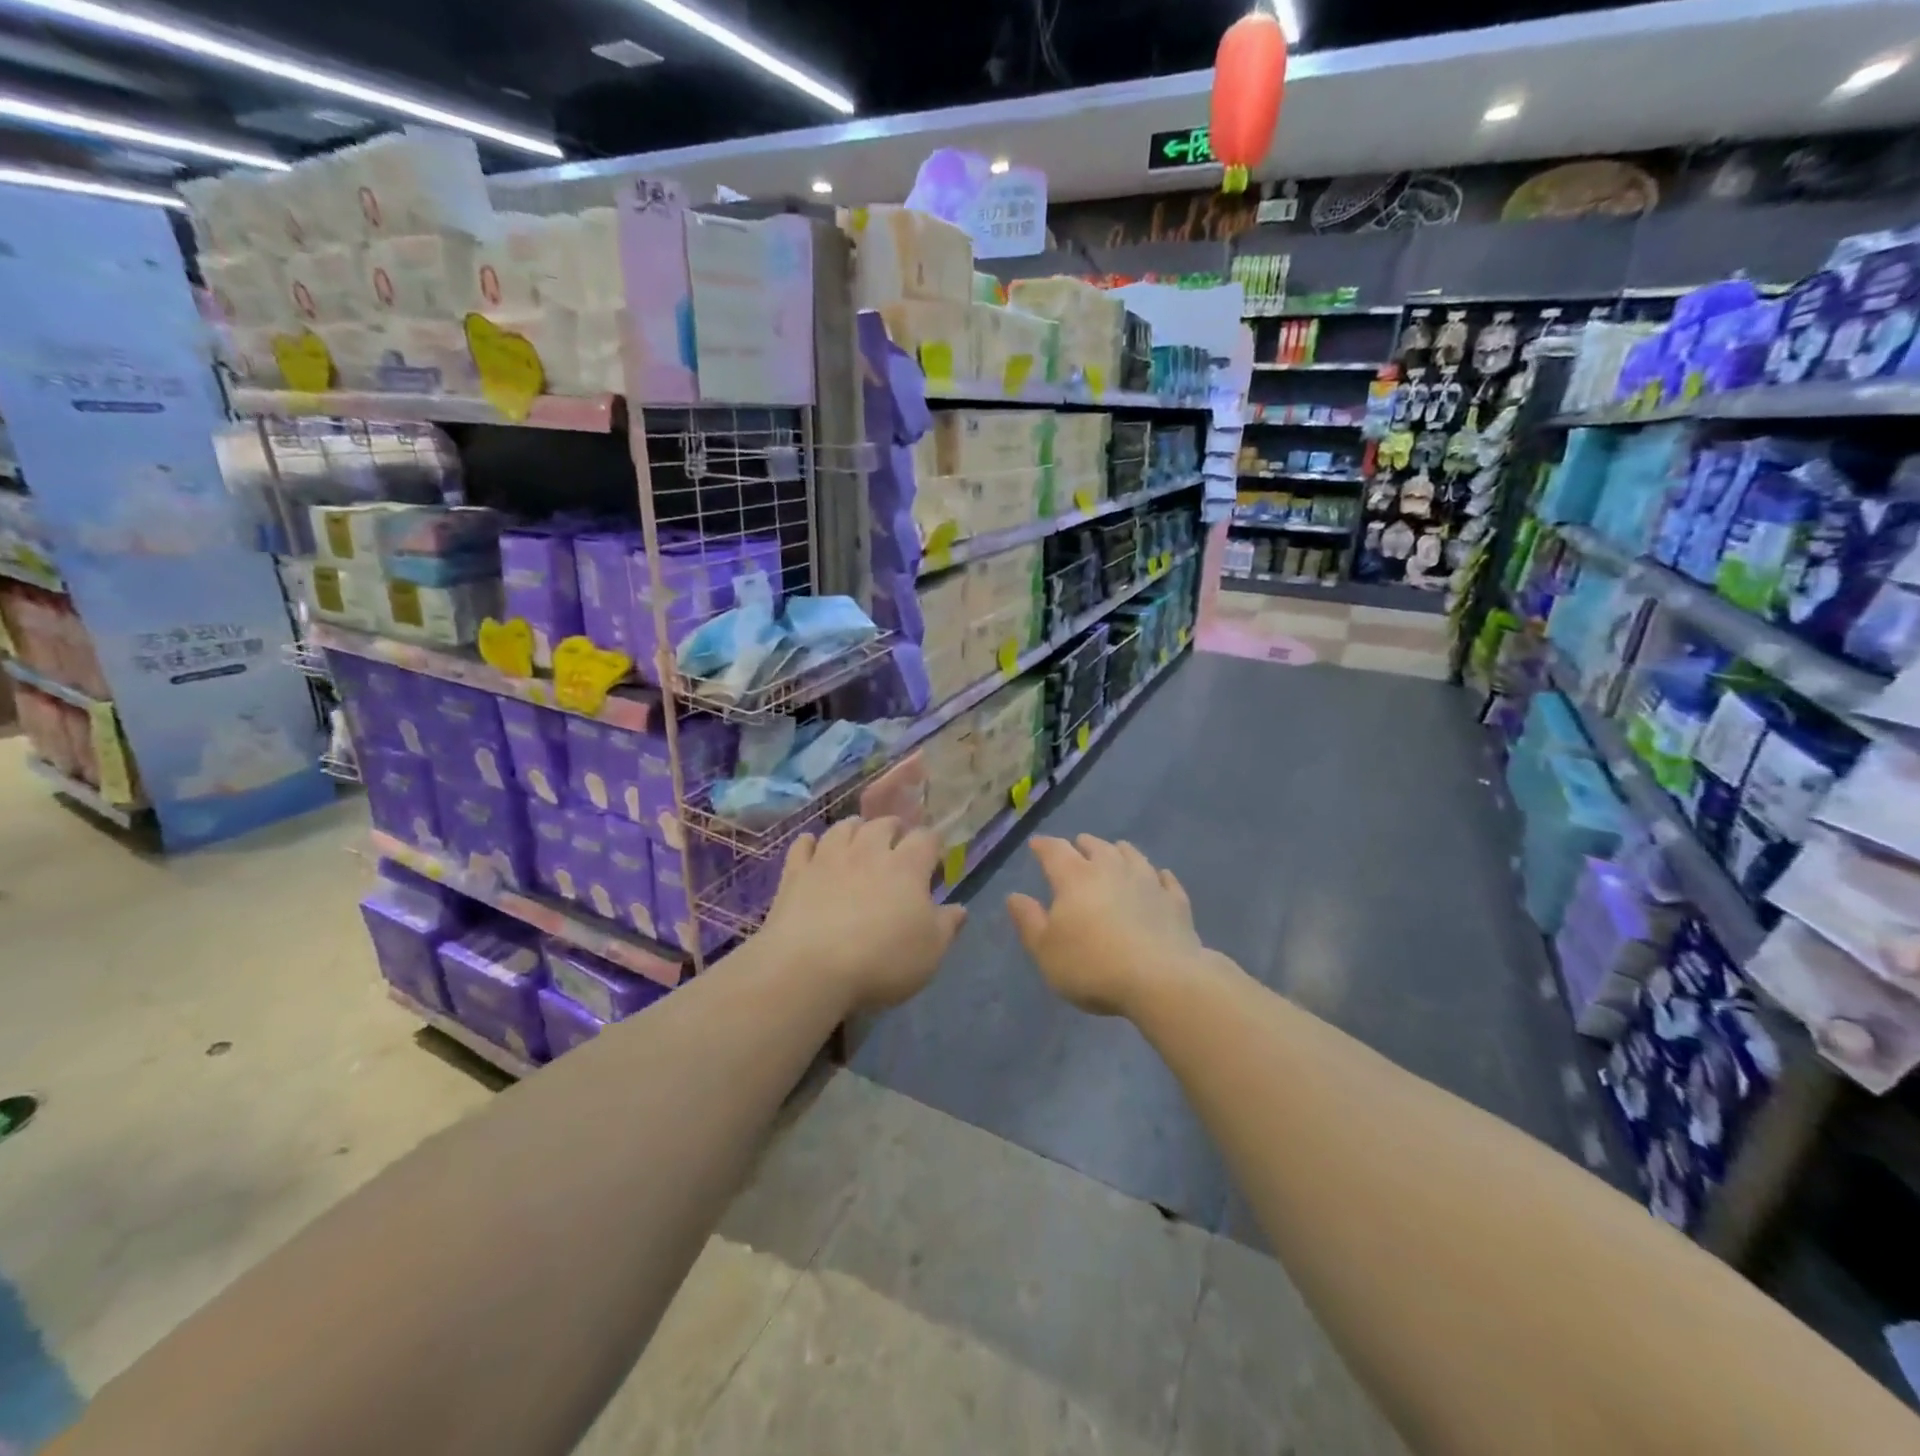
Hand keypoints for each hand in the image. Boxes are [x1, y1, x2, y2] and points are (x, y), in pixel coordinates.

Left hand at [759, 817, 965, 1012]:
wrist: (809, 969)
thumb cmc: (881, 961)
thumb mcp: (929, 952)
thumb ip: (947, 926)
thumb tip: (960, 908)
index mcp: (906, 866)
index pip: (927, 838)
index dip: (933, 844)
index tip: (935, 858)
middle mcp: (868, 851)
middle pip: (884, 823)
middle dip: (895, 829)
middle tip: (897, 844)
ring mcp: (828, 858)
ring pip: (844, 827)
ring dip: (855, 829)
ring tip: (859, 840)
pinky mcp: (795, 873)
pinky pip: (803, 845)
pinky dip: (810, 843)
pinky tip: (813, 848)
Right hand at [1007, 835, 1206, 1017]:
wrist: (1161, 980)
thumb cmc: (1093, 966)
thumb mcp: (1046, 950)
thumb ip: (1029, 921)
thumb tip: (1015, 896)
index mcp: (1075, 877)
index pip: (1055, 851)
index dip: (1043, 846)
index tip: (1036, 844)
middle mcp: (1111, 869)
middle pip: (1096, 847)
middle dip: (1083, 845)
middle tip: (1077, 846)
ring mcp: (1147, 882)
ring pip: (1132, 856)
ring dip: (1119, 851)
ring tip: (1116, 851)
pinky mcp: (1175, 902)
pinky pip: (1166, 880)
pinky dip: (1158, 876)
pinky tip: (1160, 877)